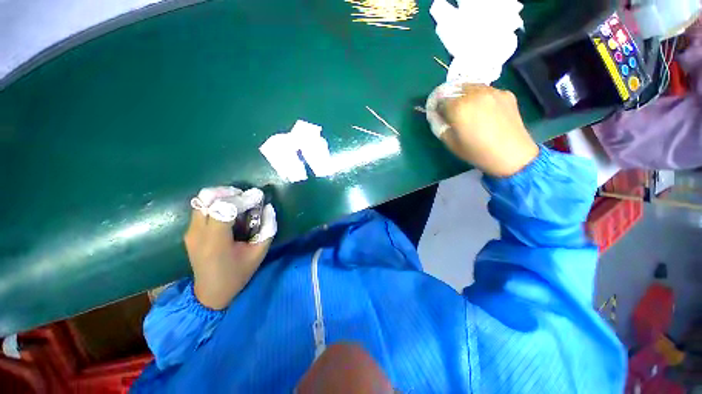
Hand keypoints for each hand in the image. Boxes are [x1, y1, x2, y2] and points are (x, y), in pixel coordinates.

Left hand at [185, 188, 275, 309]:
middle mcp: (197, 233)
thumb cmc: (237, 274)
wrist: (210, 293)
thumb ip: (267, 229)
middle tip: (247, 198)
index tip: (258, 197)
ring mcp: (190, 232)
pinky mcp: (190, 232)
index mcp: (215, 241)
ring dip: (222, 196)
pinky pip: (201, 208)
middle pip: (207, 198)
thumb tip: (268, 208)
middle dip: (230, 193)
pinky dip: (217, 203)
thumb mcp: (259, 253)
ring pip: (202, 200)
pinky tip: (230, 211)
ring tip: (239, 202)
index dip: (243, 199)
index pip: (224, 208)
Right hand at [430, 83, 538, 177]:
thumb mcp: (450, 143)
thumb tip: (436, 116)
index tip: (440, 115)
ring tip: (470, 109)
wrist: (511, 154)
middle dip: (451, 98)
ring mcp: (493, 91)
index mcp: (459, 107)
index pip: (441, 99)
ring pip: (473, 87)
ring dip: (466, 95)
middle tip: (453, 111)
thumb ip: (439, 127)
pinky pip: (488, 91)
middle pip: (456, 89)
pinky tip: (486, 111)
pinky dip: (482, 97)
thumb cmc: (476, 152)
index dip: (438, 107)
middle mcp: (475, 94)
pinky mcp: (506, 93)